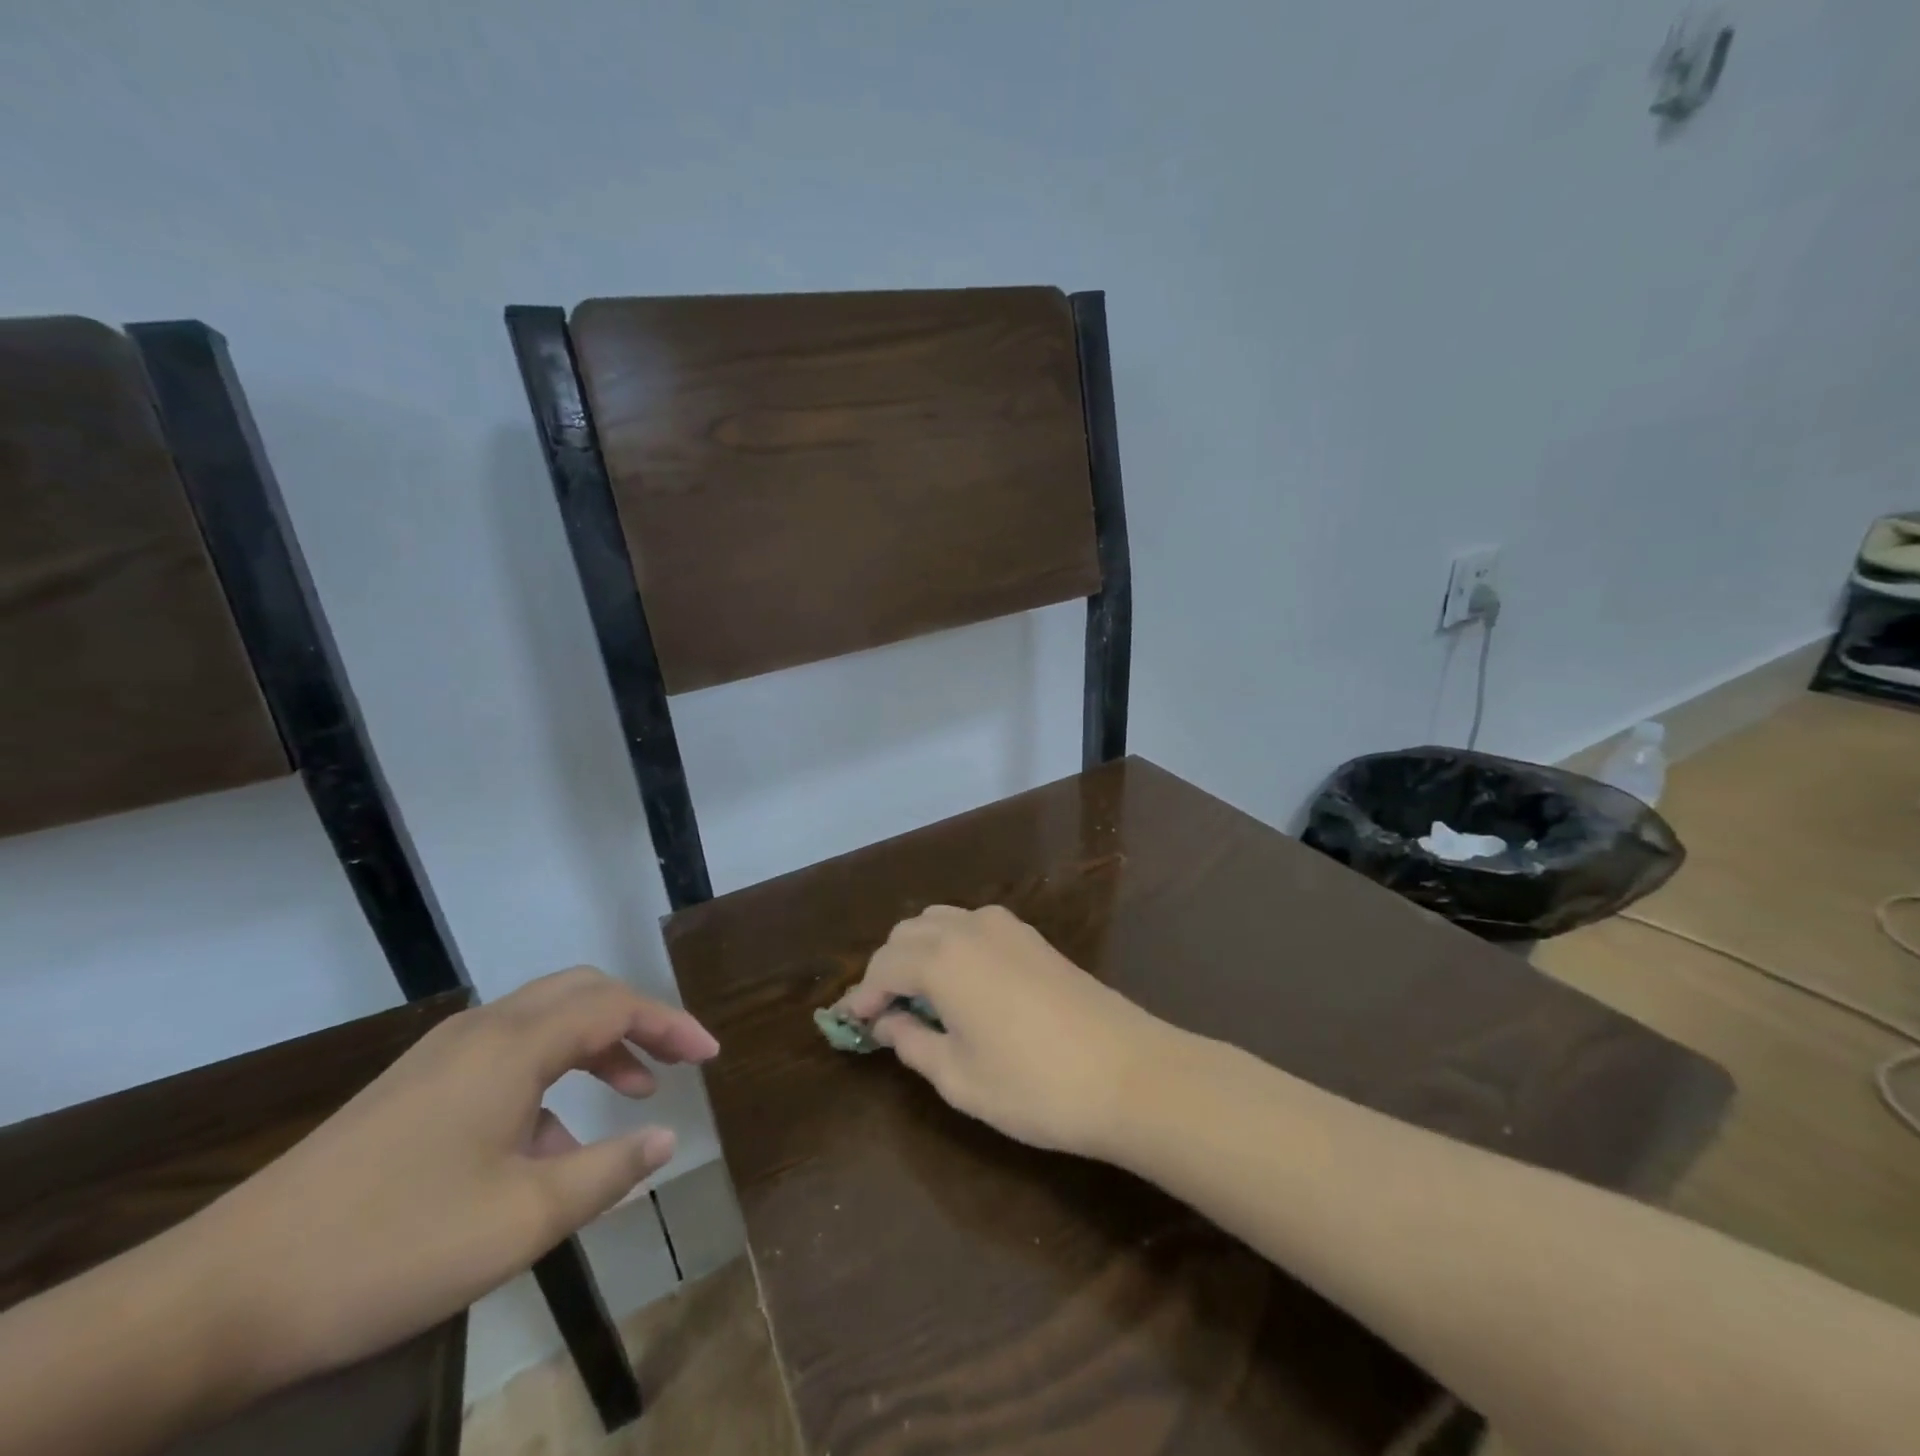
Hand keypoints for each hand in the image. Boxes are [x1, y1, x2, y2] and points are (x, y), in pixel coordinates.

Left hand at [200, 967, 717, 1386]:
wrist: (216, 1297)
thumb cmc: (389, 1249)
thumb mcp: (521, 1220)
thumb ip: (607, 1172)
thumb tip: (666, 1140)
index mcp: (513, 1046)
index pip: (617, 1007)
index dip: (672, 1025)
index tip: (711, 1056)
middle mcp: (482, 1030)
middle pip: (581, 993)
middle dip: (638, 1020)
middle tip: (675, 1060)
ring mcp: (441, 1056)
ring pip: (543, 1022)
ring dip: (595, 1047)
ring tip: (627, 1097)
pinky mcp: (413, 1087)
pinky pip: (505, 1056)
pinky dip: (549, 1077)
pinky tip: (546, 1143)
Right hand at [837, 905, 1167, 1158]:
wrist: (1128, 1073)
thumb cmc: (1034, 1086)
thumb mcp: (959, 1078)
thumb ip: (914, 1044)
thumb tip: (891, 1023)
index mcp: (942, 959)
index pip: (883, 966)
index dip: (863, 996)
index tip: (851, 1025)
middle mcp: (969, 928)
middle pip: (908, 933)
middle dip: (887, 968)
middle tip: (884, 1014)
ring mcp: (1006, 927)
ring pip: (941, 921)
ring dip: (919, 950)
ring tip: (919, 997)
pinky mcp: (1033, 937)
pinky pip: (973, 925)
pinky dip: (952, 945)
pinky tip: (962, 983)